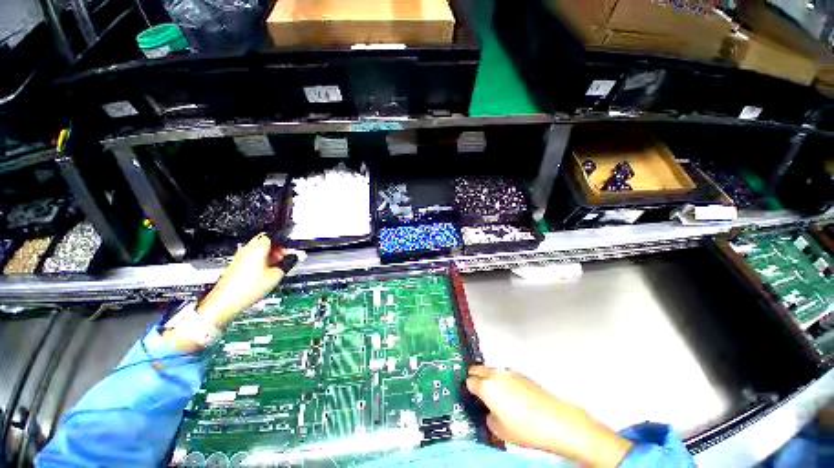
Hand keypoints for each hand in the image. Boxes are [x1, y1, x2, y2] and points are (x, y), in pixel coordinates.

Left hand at [164, 234, 297, 350]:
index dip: (285, 241)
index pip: (273, 235)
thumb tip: (293, 258)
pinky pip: (253, 257)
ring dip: (271, 254)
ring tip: (279, 265)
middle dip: (278, 247)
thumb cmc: (246, 289)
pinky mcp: (237, 265)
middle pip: (266, 241)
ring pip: (259, 249)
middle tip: (287, 256)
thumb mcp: (276, 276)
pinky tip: (268, 271)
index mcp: (258, 248)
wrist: (225, 301)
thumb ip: (287, 263)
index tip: (292, 248)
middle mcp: (248, 250)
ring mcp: (241, 257)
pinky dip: (263, 260)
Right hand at [466, 365, 632, 466]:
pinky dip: (503, 381)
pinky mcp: (522, 375)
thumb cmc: (525, 428)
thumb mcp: (500, 431)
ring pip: (492, 371)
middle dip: (475, 377)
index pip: (469, 381)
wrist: (555, 421)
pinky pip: (506, 375)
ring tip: (497, 396)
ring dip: (489, 379)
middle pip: (478, 369)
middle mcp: (496, 375)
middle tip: (477, 390)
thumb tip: (490, 411)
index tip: (470, 396)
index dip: (468, 389)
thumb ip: (489, 417)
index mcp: (487, 387)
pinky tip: (513, 397)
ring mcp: (510, 373)